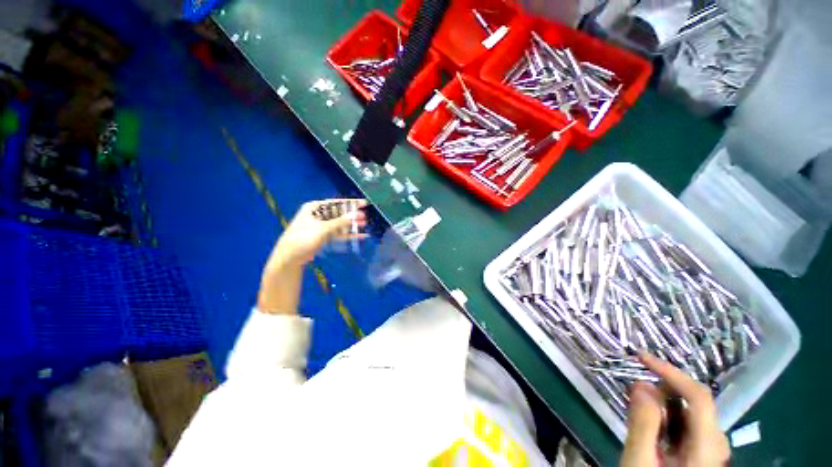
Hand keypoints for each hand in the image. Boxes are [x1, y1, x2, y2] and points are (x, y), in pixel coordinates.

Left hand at [258, 199, 367, 313]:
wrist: (289, 258)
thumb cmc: (303, 239)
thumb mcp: (323, 229)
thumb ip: (341, 222)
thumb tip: (357, 214)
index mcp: (314, 208)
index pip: (336, 203)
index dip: (351, 203)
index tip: (364, 203)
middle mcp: (318, 215)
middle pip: (339, 213)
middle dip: (352, 215)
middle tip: (365, 217)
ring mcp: (320, 226)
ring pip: (339, 224)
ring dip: (351, 225)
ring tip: (364, 225)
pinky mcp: (322, 236)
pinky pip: (337, 233)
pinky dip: (347, 234)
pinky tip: (358, 236)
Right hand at [621, 353, 729, 466]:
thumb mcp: (640, 461)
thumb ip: (643, 423)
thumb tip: (641, 384)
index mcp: (708, 448)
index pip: (699, 397)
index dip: (671, 372)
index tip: (640, 357)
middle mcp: (717, 445)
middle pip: (695, 404)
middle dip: (662, 390)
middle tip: (631, 391)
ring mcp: (712, 451)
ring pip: (690, 415)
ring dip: (662, 405)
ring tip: (636, 409)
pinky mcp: (703, 456)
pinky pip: (687, 427)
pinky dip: (667, 419)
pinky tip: (650, 427)